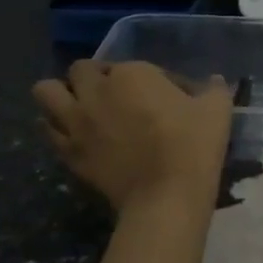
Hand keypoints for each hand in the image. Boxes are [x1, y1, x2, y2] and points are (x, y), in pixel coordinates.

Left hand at [33, 60, 232, 218]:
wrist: (165, 196)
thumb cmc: (192, 145)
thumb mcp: (216, 109)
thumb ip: (214, 88)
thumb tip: (215, 81)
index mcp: (132, 74)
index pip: (133, 65)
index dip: (149, 79)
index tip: (165, 97)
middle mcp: (97, 91)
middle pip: (81, 70)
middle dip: (95, 76)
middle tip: (115, 95)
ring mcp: (77, 122)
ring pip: (46, 92)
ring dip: (61, 93)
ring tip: (80, 106)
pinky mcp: (69, 152)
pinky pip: (47, 130)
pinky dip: (56, 127)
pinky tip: (75, 134)